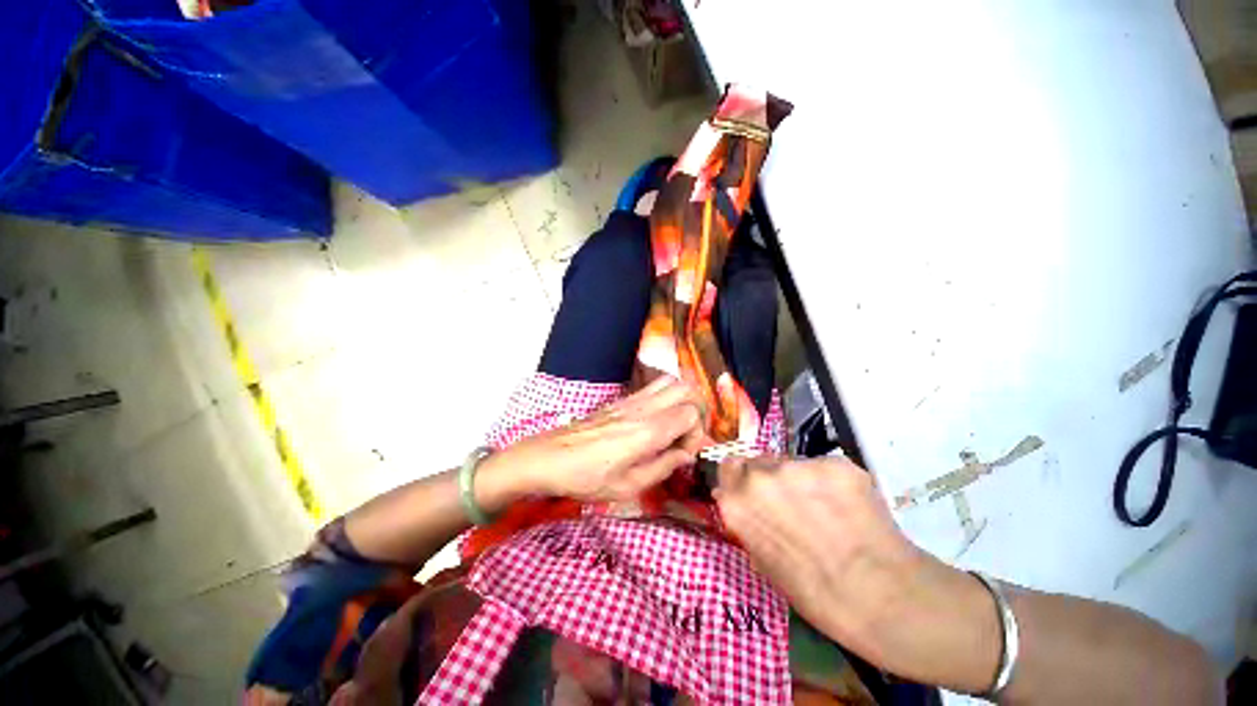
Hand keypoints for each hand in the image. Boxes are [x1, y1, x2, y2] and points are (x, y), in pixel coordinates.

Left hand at [479, 376, 707, 504]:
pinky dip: (665, 397)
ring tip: (675, 425)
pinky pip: (652, 387)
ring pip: (671, 381)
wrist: (548, 457)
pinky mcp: (620, 400)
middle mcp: (643, 408)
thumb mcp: (627, 486)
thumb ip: (663, 468)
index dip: (696, 434)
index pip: (690, 414)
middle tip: (686, 435)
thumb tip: (685, 455)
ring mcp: (631, 400)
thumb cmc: (586, 478)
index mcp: (647, 431)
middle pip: (686, 389)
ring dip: (681, 400)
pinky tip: (656, 420)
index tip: (683, 454)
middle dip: (696, 410)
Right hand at [714, 456, 999, 685]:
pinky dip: (831, 482)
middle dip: (770, 478)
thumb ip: (749, 524)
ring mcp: (799, 465)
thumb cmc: (817, 594)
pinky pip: (823, 466)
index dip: (741, 479)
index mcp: (738, 502)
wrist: (885, 599)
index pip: (728, 467)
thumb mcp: (766, 562)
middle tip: (793, 504)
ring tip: (826, 509)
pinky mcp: (835, 462)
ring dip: (801, 480)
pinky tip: (849, 508)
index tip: (754, 492)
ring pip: (792, 462)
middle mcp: (761, 475)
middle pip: (759, 461)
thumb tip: (742, 504)